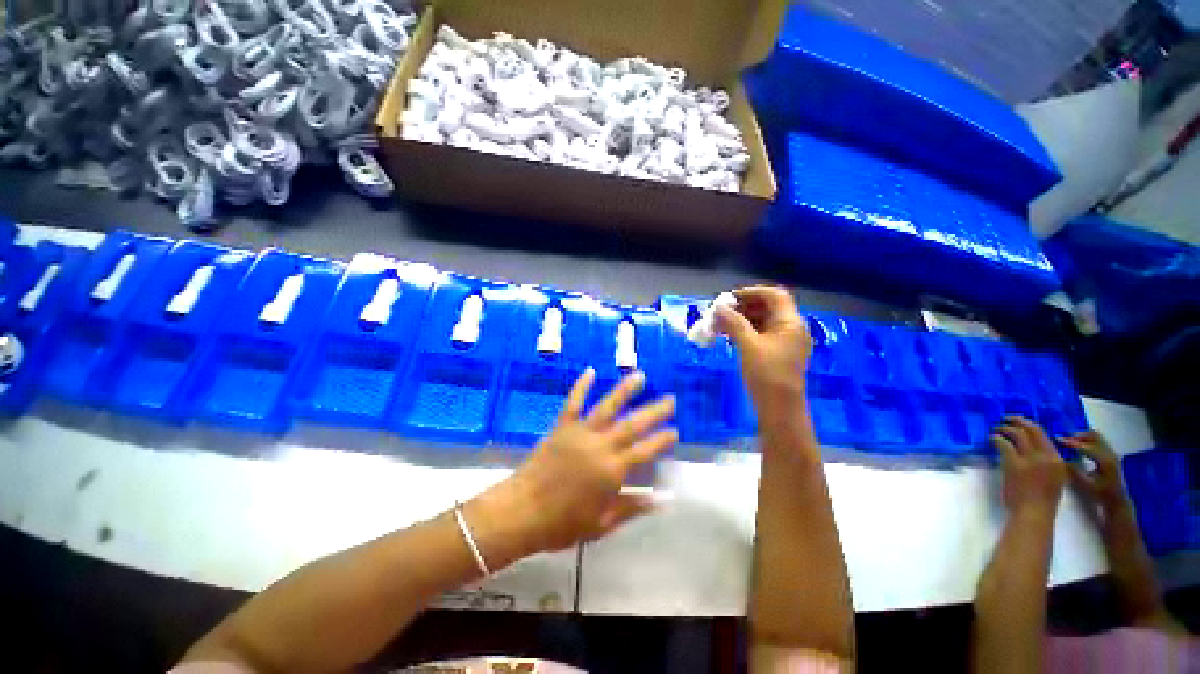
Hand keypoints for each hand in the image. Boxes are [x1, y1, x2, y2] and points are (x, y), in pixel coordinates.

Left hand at [483, 369, 676, 554]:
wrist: (522, 511)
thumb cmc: (563, 524)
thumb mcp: (602, 524)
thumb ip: (633, 507)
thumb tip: (664, 499)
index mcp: (613, 470)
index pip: (645, 451)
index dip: (662, 440)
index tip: (675, 430)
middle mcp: (601, 445)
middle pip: (633, 425)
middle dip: (654, 411)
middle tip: (671, 399)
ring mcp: (581, 432)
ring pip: (608, 406)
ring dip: (625, 390)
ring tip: (640, 376)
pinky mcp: (562, 426)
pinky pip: (574, 402)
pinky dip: (582, 385)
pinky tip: (591, 371)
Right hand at [714, 286, 810, 403]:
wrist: (780, 409)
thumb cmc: (766, 374)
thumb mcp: (748, 346)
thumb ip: (733, 323)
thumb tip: (718, 307)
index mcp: (790, 322)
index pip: (774, 295)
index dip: (752, 292)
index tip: (729, 298)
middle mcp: (791, 328)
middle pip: (767, 307)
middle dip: (742, 307)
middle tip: (720, 312)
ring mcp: (785, 342)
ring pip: (762, 321)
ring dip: (741, 320)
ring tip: (719, 325)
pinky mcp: (777, 353)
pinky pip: (761, 334)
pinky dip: (745, 332)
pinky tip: (728, 337)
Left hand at [992, 417, 1066, 520]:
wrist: (1033, 514)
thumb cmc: (1043, 501)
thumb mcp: (1054, 479)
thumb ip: (1048, 464)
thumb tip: (1035, 451)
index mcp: (1058, 461)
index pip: (1045, 436)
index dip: (1031, 426)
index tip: (1022, 423)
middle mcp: (1046, 456)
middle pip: (1032, 430)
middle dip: (1019, 421)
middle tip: (1007, 418)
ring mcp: (1030, 459)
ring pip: (1018, 434)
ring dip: (1005, 428)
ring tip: (997, 428)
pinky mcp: (1014, 464)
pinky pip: (1004, 444)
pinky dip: (997, 438)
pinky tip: (992, 438)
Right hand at [1060, 430, 1127, 511]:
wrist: (1117, 499)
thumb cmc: (1100, 493)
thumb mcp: (1085, 484)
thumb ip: (1074, 470)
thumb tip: (1060, 457)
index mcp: (1105, 461)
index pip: (1085, 447)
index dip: (1070, 442)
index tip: (1056, 438)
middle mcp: (1110, 453)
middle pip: (1094, 436)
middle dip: (1078, 435)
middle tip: (1063, 437)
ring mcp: (1112, 453)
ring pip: (1097, 437)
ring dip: (1082, 436)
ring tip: (1069, 439)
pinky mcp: (1111, 454)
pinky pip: (1098, 441)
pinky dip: (1087, 439)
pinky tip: (1079, 444)